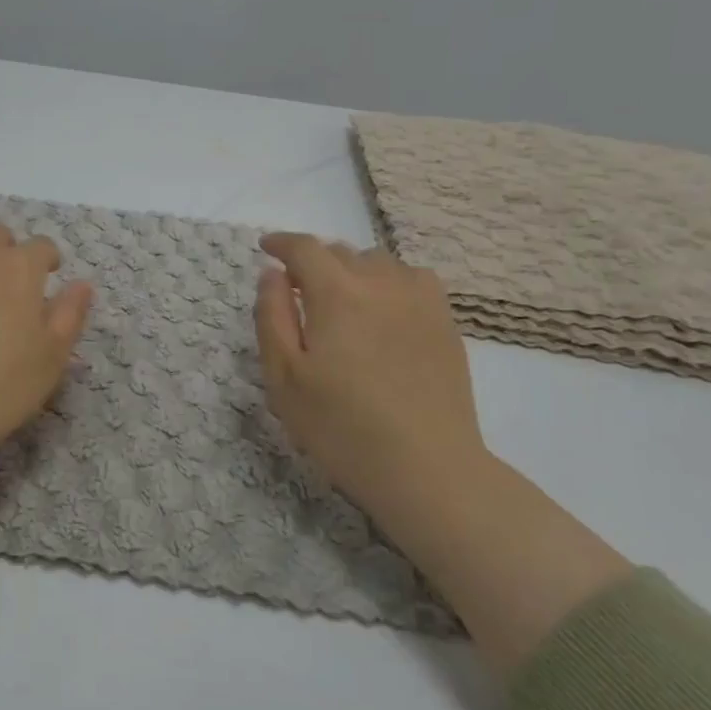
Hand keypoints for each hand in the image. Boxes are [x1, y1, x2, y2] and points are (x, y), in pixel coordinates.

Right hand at [254, 233, 489, 510]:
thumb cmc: (341, 426)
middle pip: (340, 251)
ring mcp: (419, 301)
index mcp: (336, 294)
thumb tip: (272, 274)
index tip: (266, 248)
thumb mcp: (283, 377)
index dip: (281, 242)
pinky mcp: (444, 322)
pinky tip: (384, 307)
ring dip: (350, 269)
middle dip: (313, 260)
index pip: (304, 248)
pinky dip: (389, 280)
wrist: (426, 467)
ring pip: (377, 261)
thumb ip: (271, 316)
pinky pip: (412, 278)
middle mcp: (380, 284)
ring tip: (340, 299)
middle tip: (297, 288)